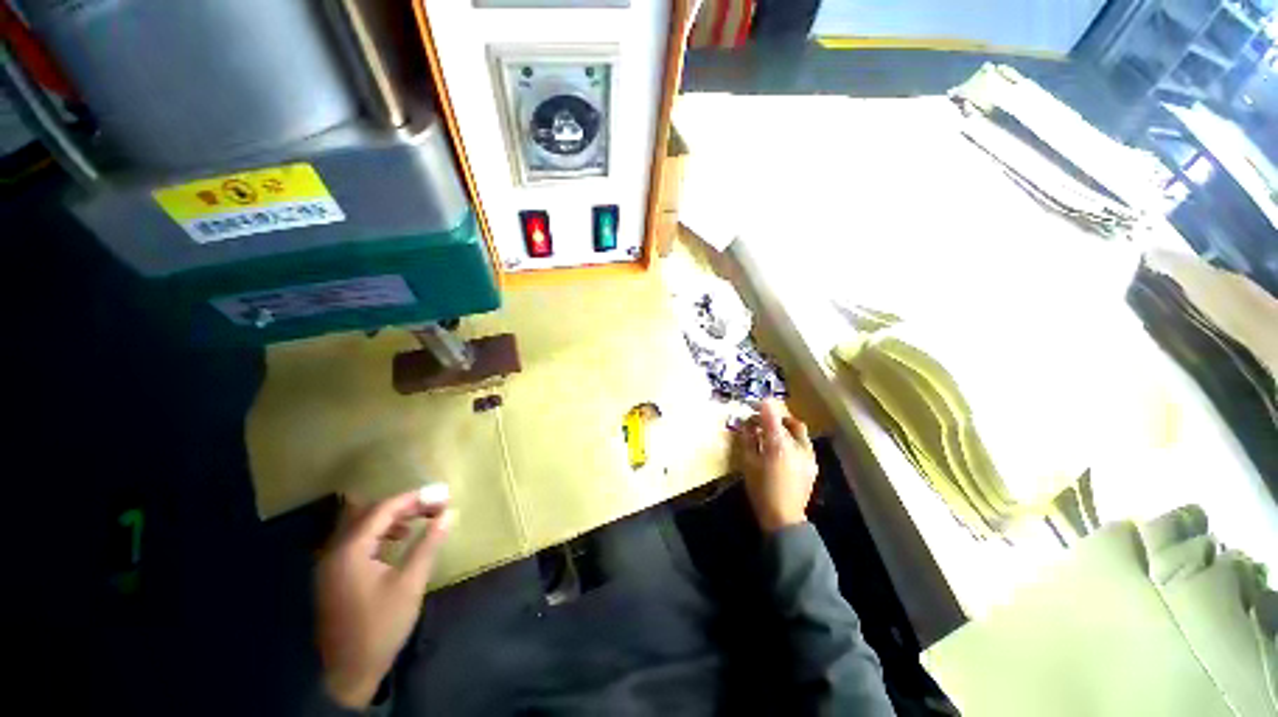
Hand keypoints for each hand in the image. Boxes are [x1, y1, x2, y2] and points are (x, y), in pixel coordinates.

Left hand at [315, 488, 454, 708]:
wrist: (349, 672)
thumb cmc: (381, 625)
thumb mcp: (410, 583)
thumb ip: (428, 544)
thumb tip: (449, 513)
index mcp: (350, 551)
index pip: (383, 510)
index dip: (413, 498)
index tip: (440, 494)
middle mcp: (335, 551)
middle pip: (369, 513)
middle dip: (403, 505)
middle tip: (433, 505)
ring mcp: (332, 565)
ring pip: (362, 526)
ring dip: (392, 518)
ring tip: (420, 519)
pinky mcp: (336, 576)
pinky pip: (358, 541)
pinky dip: (381, 533)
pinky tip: (399, 540)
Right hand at [736, 400, 817, 532]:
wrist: (783, 517)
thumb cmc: (760, 490)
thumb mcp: (747, 463)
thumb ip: (748, 439)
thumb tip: (747, 424)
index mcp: (778, 444)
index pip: (771, 415)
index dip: (762, 406)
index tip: (755, 403)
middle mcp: (797, 445)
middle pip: (788, 421)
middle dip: (775, 416)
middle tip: (762, 421)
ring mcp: (808, 455)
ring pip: (799, 431)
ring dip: (785, 427)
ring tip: (772, 434)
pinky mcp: (812, 464)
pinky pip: (803, 443)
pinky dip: (793, 439)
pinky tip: (783, 449)